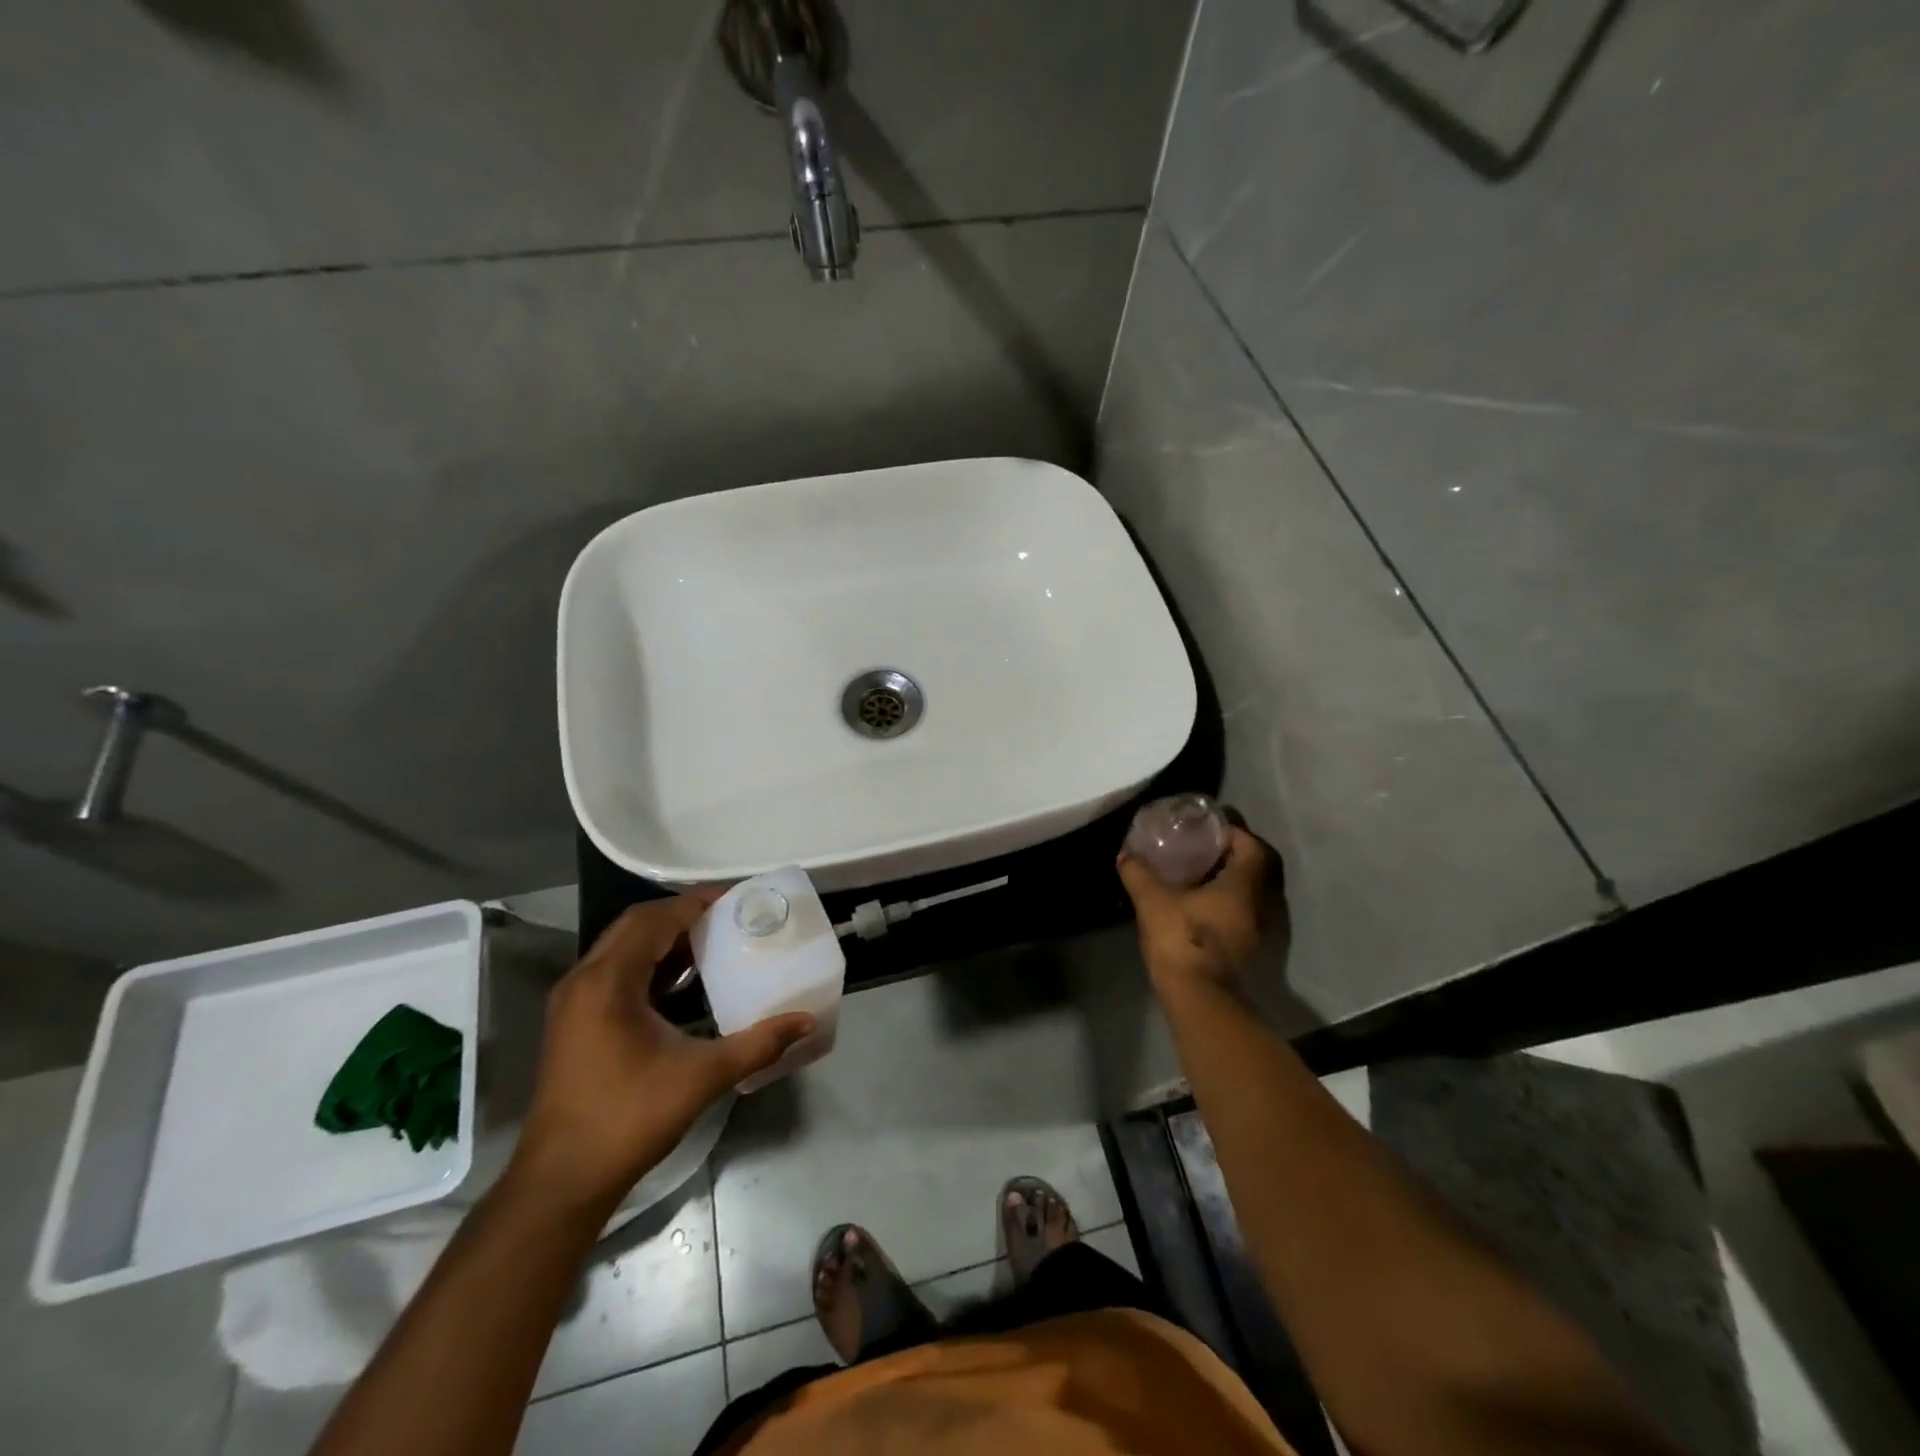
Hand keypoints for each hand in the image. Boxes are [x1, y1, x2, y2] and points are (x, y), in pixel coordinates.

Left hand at [510, 892, 814, 1212]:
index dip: (696, 904)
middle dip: (682, 915)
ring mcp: (573, 1002)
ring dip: (664, 939)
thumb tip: (805, 1021)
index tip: (737, 898)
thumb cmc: (628, 1119)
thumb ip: (756, 1044)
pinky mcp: (573, 1022)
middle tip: (729, 916)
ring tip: (712, 941)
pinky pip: (614, 972)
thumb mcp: (701, 1077)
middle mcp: (584, 980)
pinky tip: (681, 983)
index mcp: (608, 982)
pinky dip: (649, 964)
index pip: (655, 920)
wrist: (561, 1181)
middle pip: (635, 926)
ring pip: (621, 948)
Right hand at [1117, 826, 1277, 993]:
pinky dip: (1225, 901)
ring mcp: (1256, 929)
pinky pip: (1241, 912)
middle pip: (1254, 868)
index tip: (1208, 829)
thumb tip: (1125, 855)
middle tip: (1201, 847)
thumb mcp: (1152, 899)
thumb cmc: (1181, 938)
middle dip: (1230, 855)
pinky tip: (1197, 902)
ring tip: (1196, 873)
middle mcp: (1258, 904)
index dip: (1233, 833)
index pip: (1252, 846)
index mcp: (1243, 885)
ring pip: (1248, 893)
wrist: (1196, 996)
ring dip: (1228, 880)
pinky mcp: (1246, 947)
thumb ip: (1139, 873)